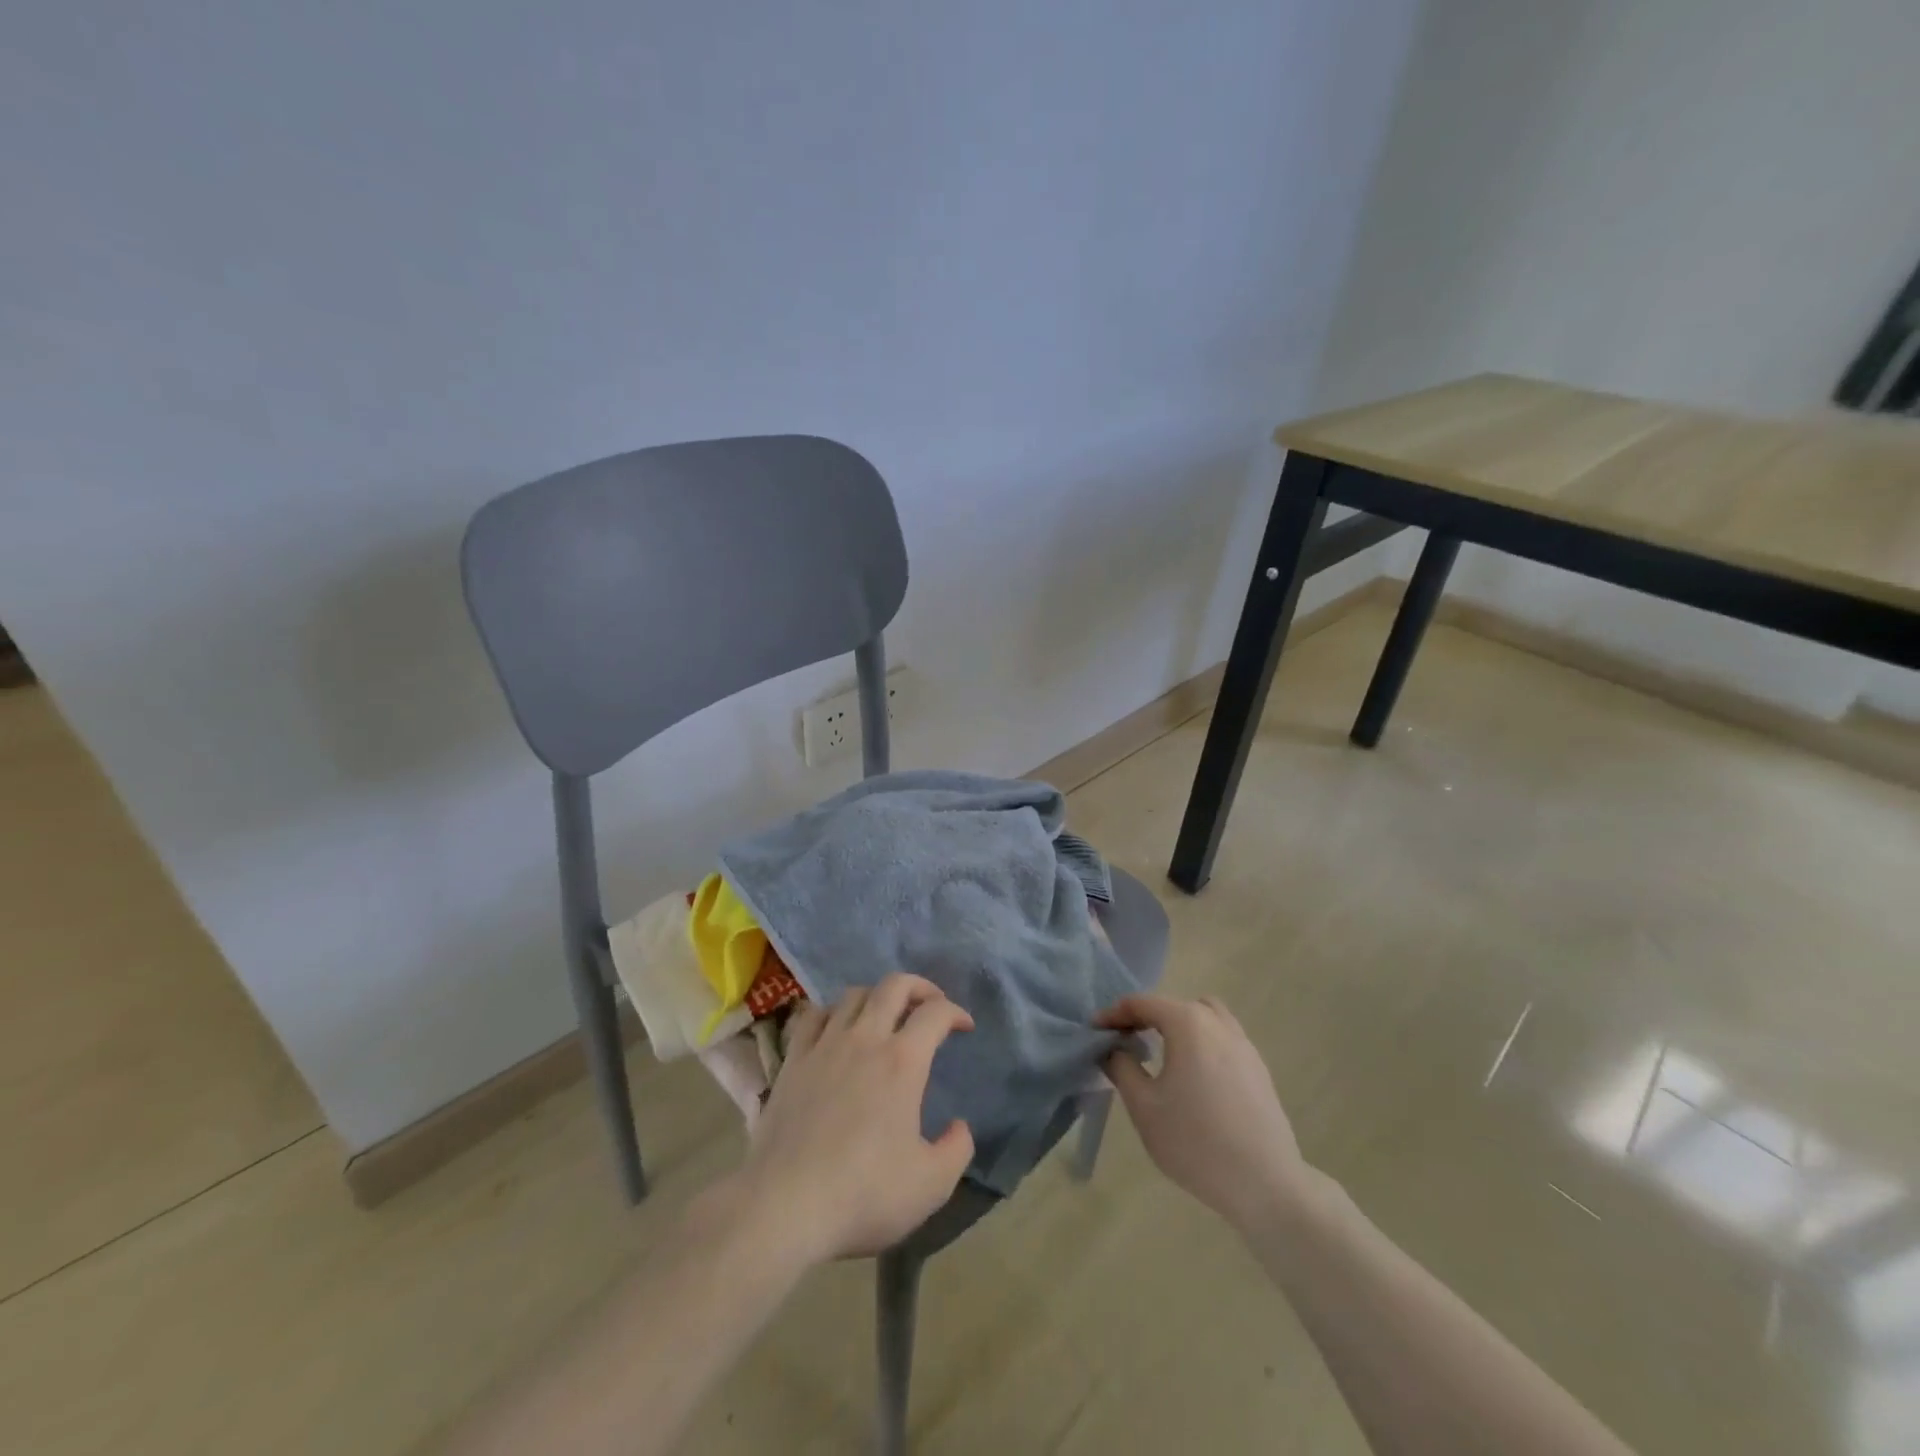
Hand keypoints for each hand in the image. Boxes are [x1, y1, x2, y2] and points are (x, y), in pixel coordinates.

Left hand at [728, 974, 975, 1265]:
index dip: (955, 1012)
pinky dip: (833, 1012)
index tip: (965, 1026)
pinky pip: (814, 1015)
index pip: (935, 1013)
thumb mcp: (931, 1184)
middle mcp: (865, 1039)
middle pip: (894, 986)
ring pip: (854, 994)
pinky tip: (837, 1029)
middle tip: (930, 1004)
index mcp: (903, 1061)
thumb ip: (957, 1149)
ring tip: (886, 1015)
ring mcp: (824, 1045)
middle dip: (919, 986)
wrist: (785, 1205)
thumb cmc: (864, 1194)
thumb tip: (959, 1126)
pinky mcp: (792, 1060)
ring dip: (877, 996)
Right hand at [1097, 994, 1307, 1233]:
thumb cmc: (1195, 1142)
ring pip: (1204, 1016)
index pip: (1142, 1004)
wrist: (1265, 1185)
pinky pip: (1223, 1038)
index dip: (1114, 1014)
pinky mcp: (1259, 1069)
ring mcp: (1244, 1045)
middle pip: (1174, 1005)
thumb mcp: (1144, 1107)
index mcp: (1188, 1024)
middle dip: (1145, 1016)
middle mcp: (1218, 1024)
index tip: (1095, 1031)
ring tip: (1161, 1052)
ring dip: (1178, 1025)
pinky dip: (1201, 1042)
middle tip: (1124, 1041)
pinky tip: (1193, 1076)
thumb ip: (1122, 1068)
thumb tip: (1112, 1049)